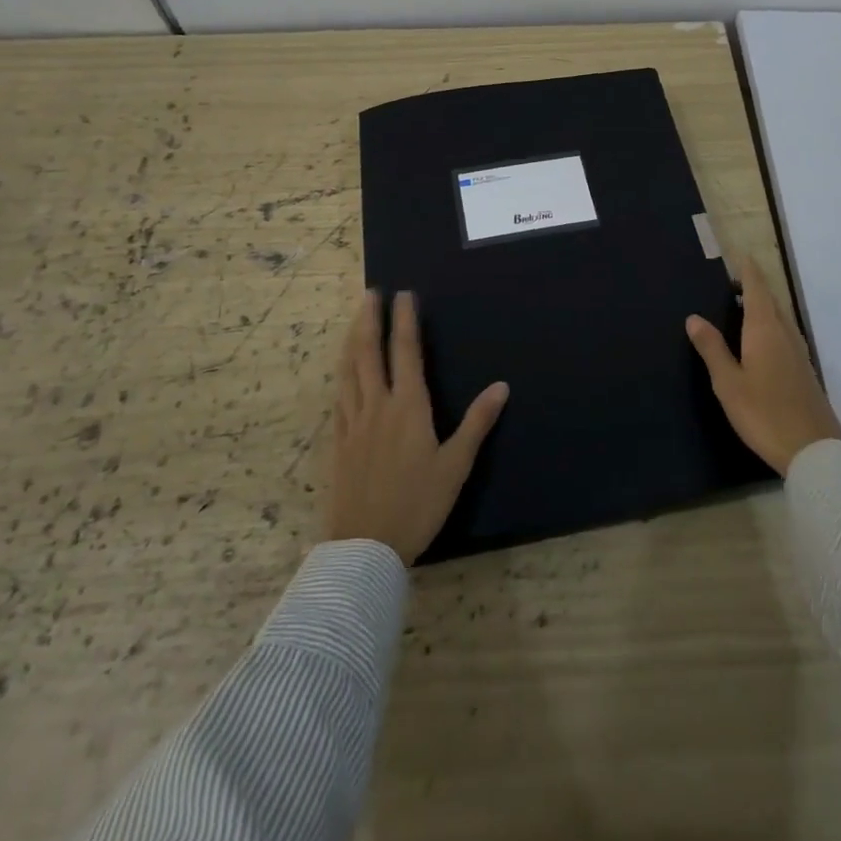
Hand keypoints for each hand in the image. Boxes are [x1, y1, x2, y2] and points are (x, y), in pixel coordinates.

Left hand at [326, 289, 508, 564]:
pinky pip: (338, 397)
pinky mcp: (338, 442)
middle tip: (371, 293)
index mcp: (408, 406)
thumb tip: (502, 386)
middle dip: (370, 318)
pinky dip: (341, 374)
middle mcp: (377, 405)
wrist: (365, 547)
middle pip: (369, 352)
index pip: (405, 351)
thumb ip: (477, 423)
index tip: (403, 294)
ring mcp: (353, 422)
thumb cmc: (418, 504)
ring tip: (354, 320)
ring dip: (351, 340)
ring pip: (348, 370)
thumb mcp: (456, 465)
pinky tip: (342, 372)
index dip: (404, 320)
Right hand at [686, 257, 840, 474]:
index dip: (749, 272)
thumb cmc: (764, 413)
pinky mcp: (805, 373)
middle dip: (756, 287)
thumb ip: (712, 348)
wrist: (814, 451)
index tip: (741, 255)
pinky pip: (786, 336)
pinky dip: (772, 327)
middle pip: (772, 302)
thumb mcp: (728, 383)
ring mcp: (799, 355)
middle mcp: (785, 335)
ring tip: (746, 306)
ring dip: (766, 307)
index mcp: (765, 330)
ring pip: (781, 319)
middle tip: (736, 280)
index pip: (757, 290)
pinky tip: (765, 342)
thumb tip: (694, 317)